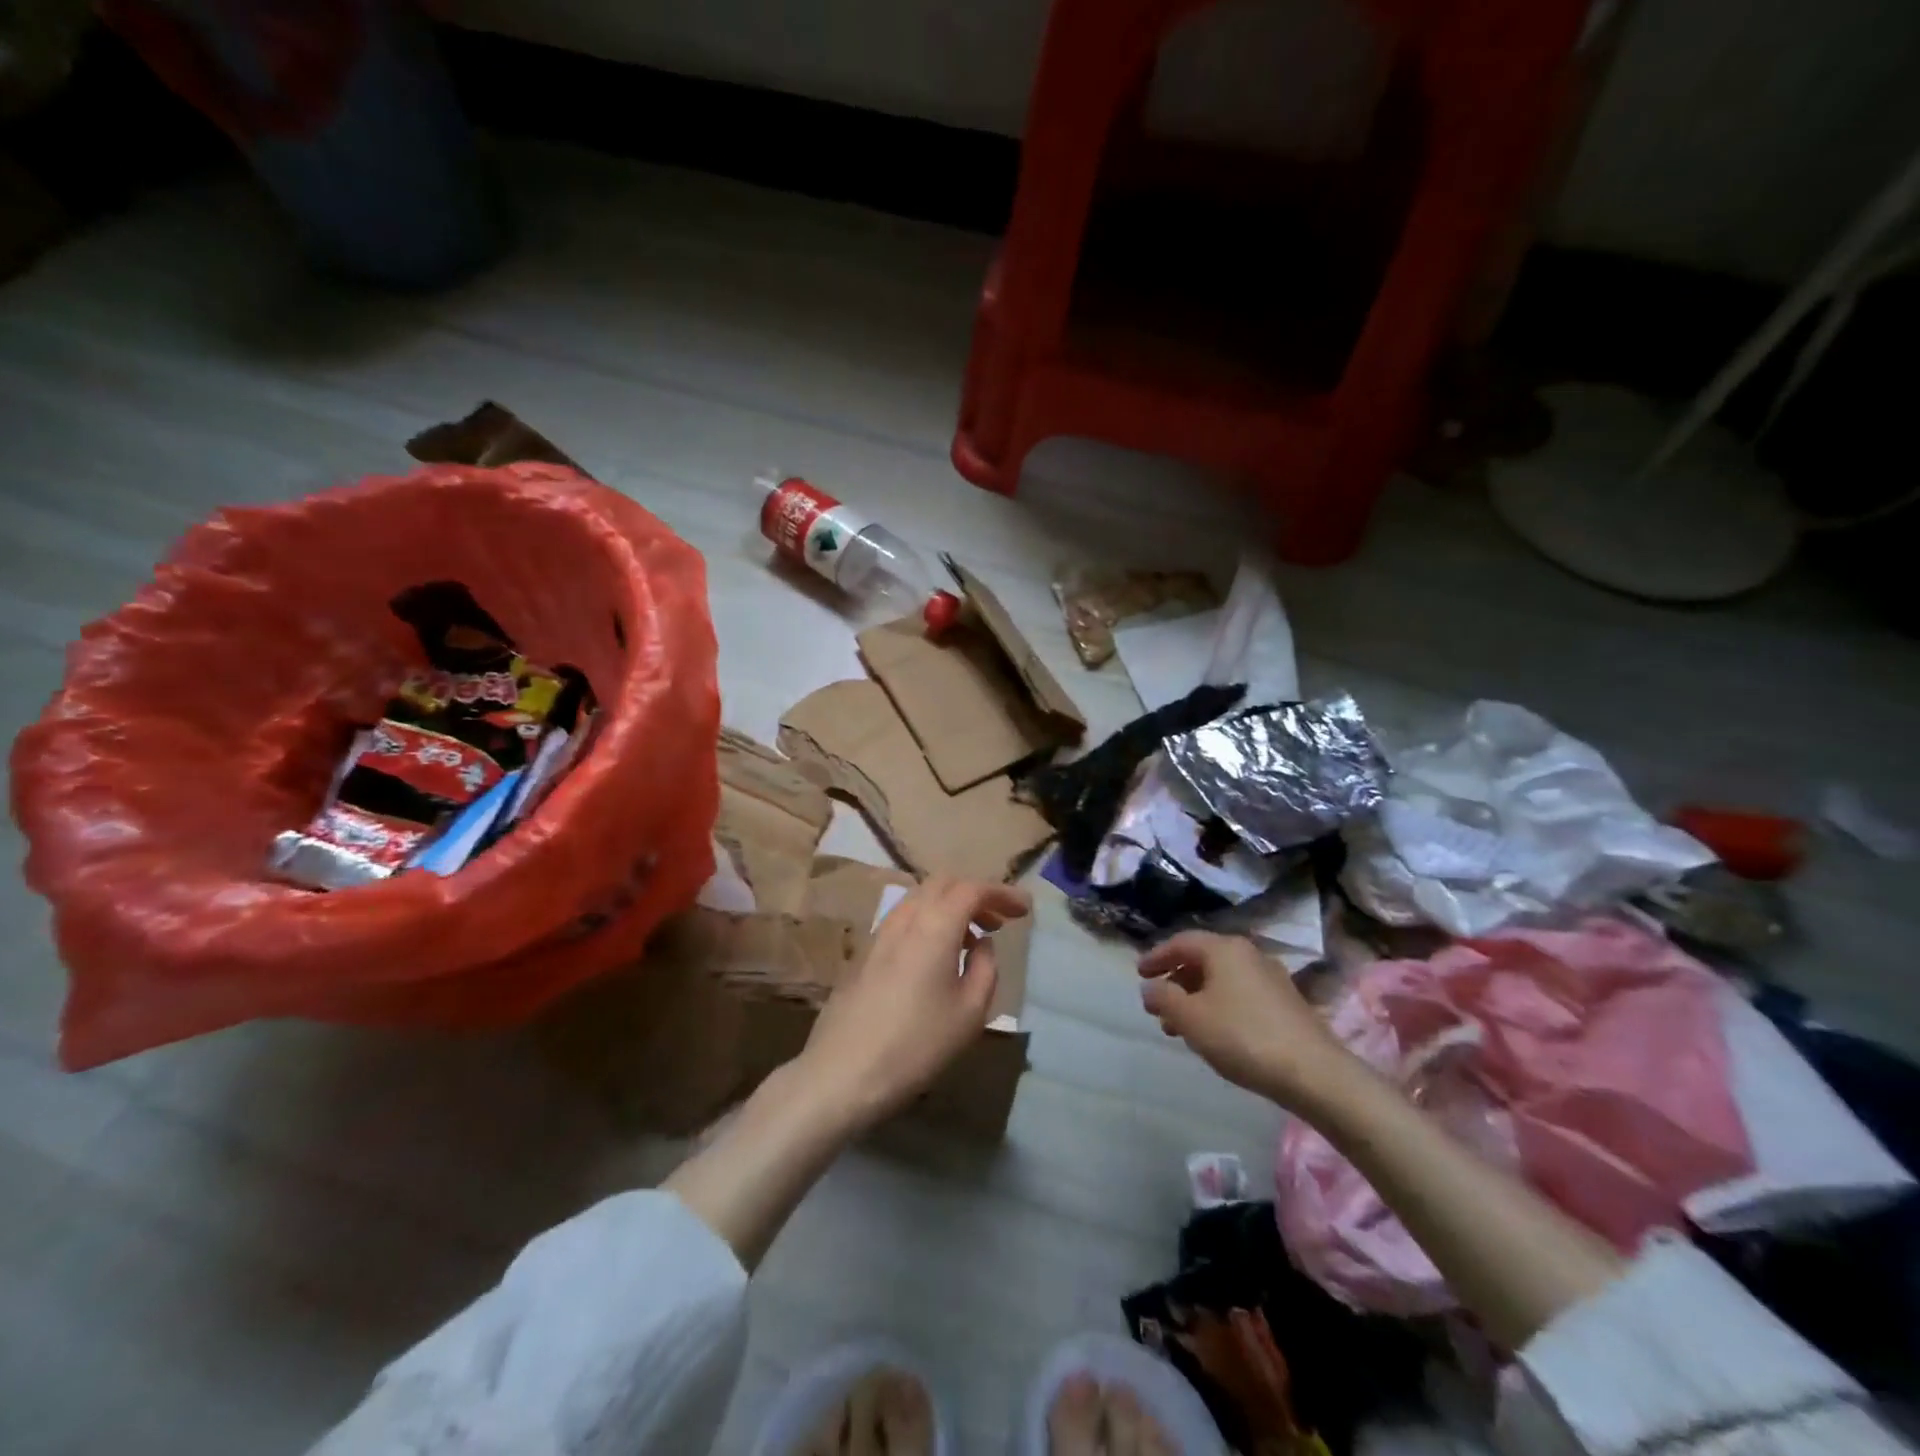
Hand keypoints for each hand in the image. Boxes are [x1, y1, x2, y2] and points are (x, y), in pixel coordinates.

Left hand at [789, 875, 1030, 1132]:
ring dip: (950, 906)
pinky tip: (938, 955)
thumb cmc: (917, 1044)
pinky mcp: (865, 953)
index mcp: (934, 925)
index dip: (1001, 893)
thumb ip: (985, 967)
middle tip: (1000, 920)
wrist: (843, 1072)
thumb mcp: (970, 1012)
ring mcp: (879, 933)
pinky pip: (904, 919)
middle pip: (943, 884)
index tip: (1025, 908)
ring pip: (920, 899)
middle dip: (976, 894)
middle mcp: (905, 918)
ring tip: (973, 938)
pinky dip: (929, 921)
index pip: (972, 889)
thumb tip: (981, 943)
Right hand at [1137, 931, 1352, 1113]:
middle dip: (1176, 981)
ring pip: (1221, 980)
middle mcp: (1248, 954)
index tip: (1139, 973)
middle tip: (1158, 1004)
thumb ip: (1163, 998)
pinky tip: (1213, 1033)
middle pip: (1202, 959)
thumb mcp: (1191, 1018)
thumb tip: (1150, 987)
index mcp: (1224, 949)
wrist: (1314, 1072)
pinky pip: (1239, 994)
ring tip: (1179, 1027)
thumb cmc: (1242, 1036)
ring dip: (1196, 997)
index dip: (1156, 956)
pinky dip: (1218, 1006)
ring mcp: (1270, 977)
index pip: (1181, 942)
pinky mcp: (1284, 1002)